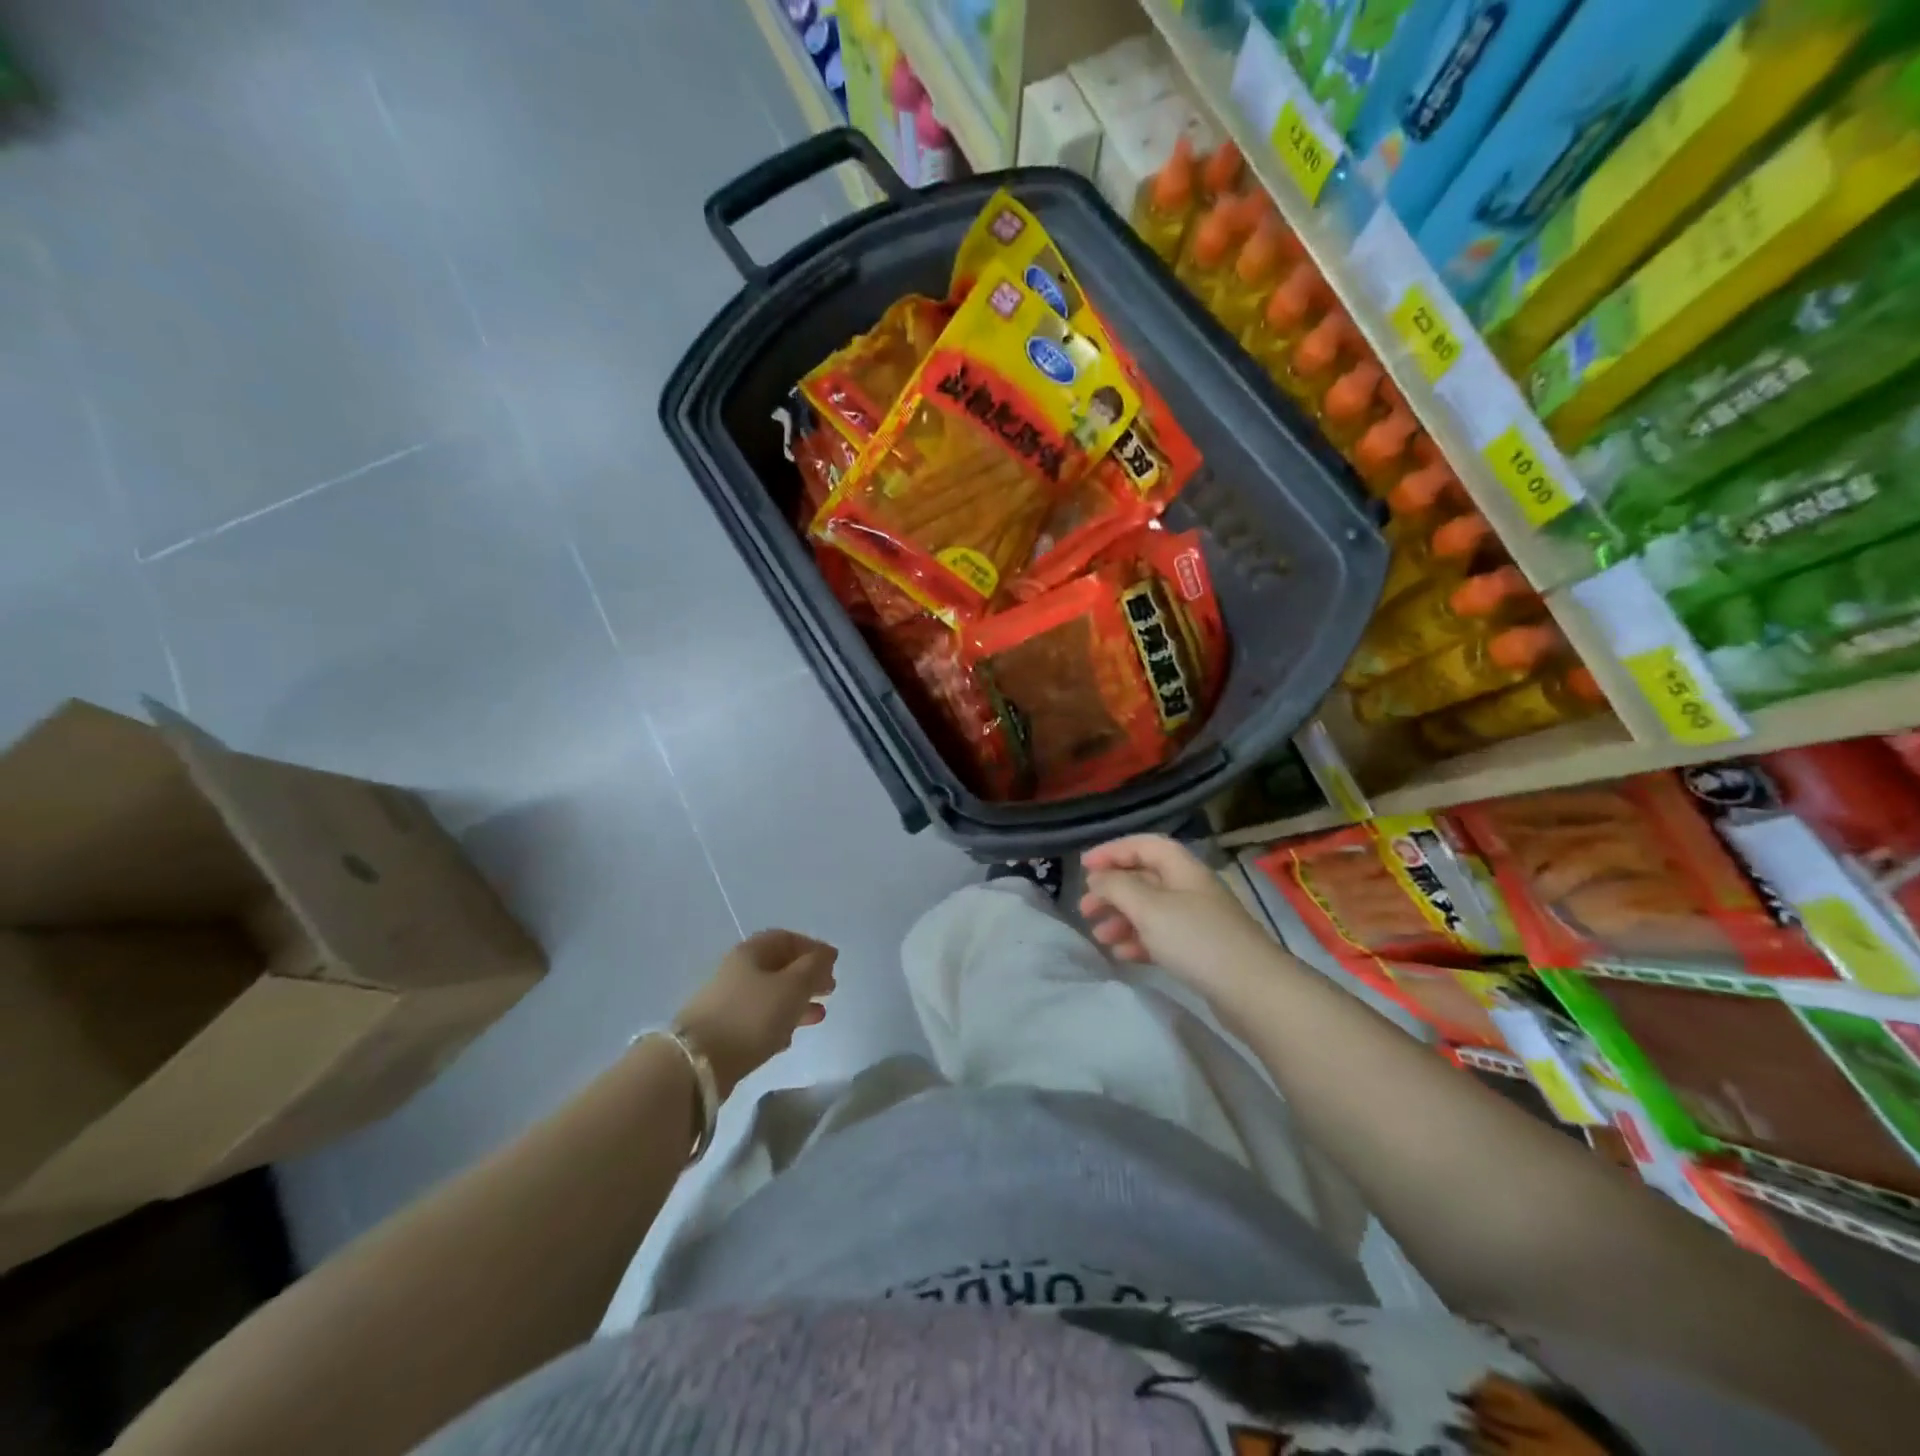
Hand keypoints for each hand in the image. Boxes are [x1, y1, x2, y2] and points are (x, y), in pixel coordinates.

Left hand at [673, 930, 837, 1096]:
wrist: (697, 1063)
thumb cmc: (752, 1015)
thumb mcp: (792, 987)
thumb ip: (813, 968)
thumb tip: (825, 955)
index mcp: (751, 952)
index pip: (786, 938)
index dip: (812, 947)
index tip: (834, 963)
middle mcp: (737, 971)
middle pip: (778, 967)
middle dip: (807, 976)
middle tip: (830, 989)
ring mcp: (727, 1002)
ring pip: (770, 995)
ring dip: (796, 1002)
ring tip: (819, 1015)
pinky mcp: (723, 1032)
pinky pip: (758, 1019)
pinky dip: (778, 1023)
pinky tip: (790, 1038)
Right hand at [1080, 835, 1271, 999]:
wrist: (1253, 991)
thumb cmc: (1196, 939)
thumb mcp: (1149, 907)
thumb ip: (1117, 887)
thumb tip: (1098, 877)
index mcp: (1183, 869)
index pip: (1144, 845)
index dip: (1113, 851)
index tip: (1084, 867)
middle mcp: (1191, 888)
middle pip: (1145, 878)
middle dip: (1112, 890)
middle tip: (1085, 909)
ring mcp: (1198, 920)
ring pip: (1151, 910)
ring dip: (1122, 919)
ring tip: (1099, 937)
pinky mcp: (1201, 950)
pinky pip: (1162, 937)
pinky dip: (1139, 941)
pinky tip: (1123, 955)